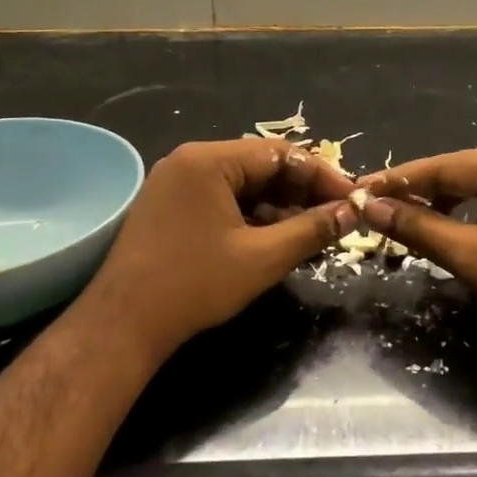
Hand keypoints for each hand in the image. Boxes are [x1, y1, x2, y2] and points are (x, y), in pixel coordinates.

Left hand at [84, 138, 357, 361]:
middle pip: (260, 165)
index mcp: (209, 160)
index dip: (322, 176)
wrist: (124, 323)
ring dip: (278, 205)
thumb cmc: (196, 284)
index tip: (352, 200)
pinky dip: (251, 215)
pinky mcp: (169, 207)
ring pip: (241, 184)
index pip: (280, 153)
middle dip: (301, 191)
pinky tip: (274, 238)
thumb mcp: (263, 257)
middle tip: (335, 217)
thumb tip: (351, 212)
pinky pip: (221, 199)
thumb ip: (311, 229)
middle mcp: (189, 161)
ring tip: (311, 231)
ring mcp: (175, 183)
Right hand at [354, 142, 476, 353]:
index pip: (446, 166)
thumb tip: (372, 209)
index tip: (360, 191)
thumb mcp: (475, 257)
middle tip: (381, 210)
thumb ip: (421, 228)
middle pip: (465, 170)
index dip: (400, 181)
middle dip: (423, 192)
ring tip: (412, 222)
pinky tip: (457, 229)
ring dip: (449, 203)